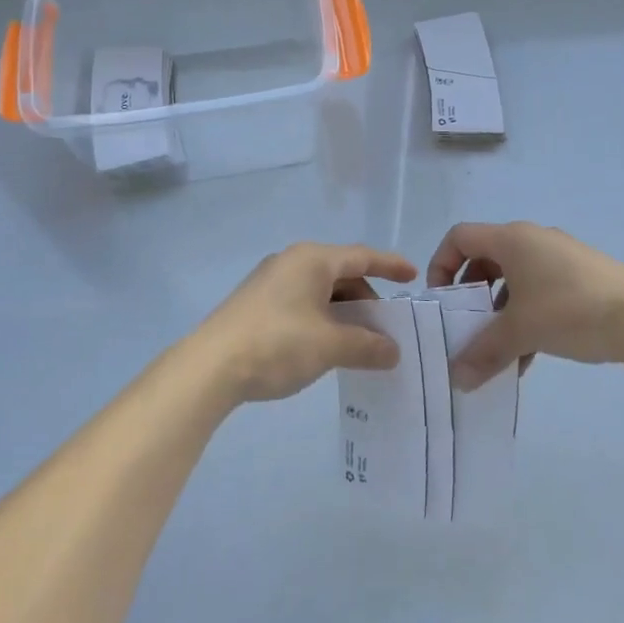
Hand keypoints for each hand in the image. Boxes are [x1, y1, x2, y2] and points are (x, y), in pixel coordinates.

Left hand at [193, 243, 416, 403]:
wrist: (210, 366)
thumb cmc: (277, 343)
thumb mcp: (330, 345)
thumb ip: (366, 345)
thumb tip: (392, 351)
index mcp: (312, 259)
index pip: (361, 256)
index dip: (390, 265)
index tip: (413, 276)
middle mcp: (292, 261)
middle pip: (341, 273)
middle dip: (367, 298)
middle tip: (387, 327)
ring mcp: (271, 281)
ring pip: (321, 290)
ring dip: (344, 312)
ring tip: (360, 341)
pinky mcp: (257, 302)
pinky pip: (303, 301)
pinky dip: (323, 318)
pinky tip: (328, 345)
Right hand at [427, 222, 623, 390]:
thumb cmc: (569, 311)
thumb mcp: (520, 332)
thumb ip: (483, 352)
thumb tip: (457, 379)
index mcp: (511, 239)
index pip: (460, 237)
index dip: (441, 264)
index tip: (442, 300)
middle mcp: (532, 238)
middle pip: (486, 258)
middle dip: (471, 294)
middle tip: (467, 326)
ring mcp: (559, 255)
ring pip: (514, 278)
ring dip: (499, 311)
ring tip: (499, 349)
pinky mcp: (580, 274)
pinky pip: (539, 287)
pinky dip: (526, 314)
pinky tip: (530, 355)